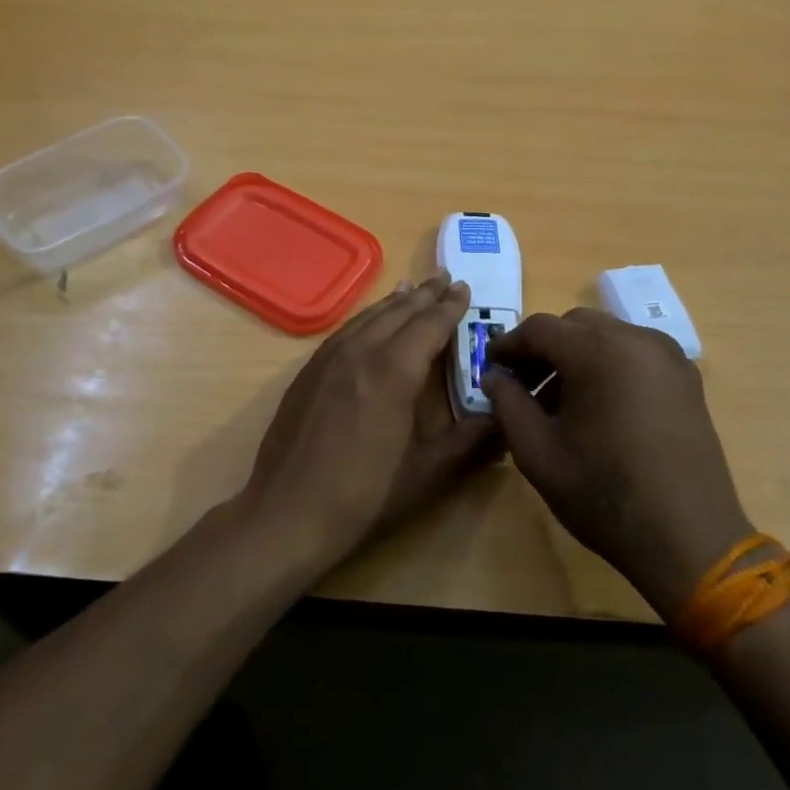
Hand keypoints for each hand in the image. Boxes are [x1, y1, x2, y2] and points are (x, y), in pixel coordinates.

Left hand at [238, 273, 497, 571]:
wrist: (287, 512)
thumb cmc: (363, 496)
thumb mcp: (426, 473)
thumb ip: (468, 442)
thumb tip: (502, 419)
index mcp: (394, 371)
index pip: (429, 325)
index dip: (450, 307)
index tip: (464, 288)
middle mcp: (361, 352)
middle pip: (399, 312)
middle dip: (425, 294)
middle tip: (445, 277)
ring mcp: (329, 358)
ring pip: (369, 316)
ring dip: (395, 300)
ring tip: (413, 287)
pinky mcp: (308, 370)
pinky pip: (345, 329)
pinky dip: (366, 316)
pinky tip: (370, 319)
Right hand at [482, 310, 753, 618]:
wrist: (689, 539)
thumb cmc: (604, 494)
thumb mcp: (537, 452)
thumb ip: (508, 404)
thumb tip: (494, 377)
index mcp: (597, 350)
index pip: (539, 329)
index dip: (508, 346)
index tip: (491, 369)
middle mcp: (635, 339)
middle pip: (574, 326)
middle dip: (543, 349)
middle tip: (523, 386)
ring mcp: (667, 356)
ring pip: (606, 336)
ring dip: (576, 356)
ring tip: (560, 402)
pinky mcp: (686, 377)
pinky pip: (634, 353)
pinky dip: (608, 365)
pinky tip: (599, 407)